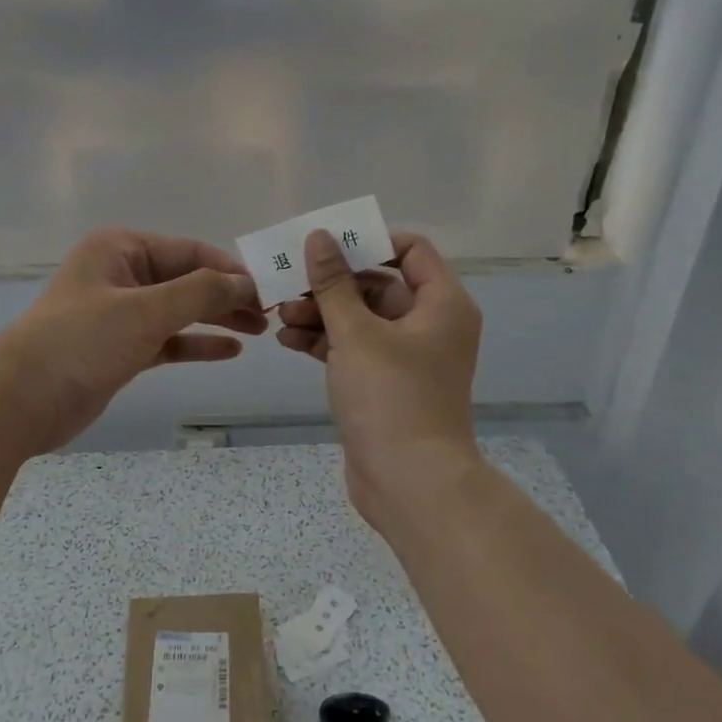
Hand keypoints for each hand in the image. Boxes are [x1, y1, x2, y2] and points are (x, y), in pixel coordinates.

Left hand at [0, 230, 265, 455]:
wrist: (21, 400)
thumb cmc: (83, 341)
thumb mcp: (146, 310)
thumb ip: (201, 292)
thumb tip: (247, 282)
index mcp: (121, 248)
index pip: (190, 251)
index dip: (231, 270)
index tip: (270, 289)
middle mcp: (120, 274)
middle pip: (187, 280)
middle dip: (227, 295)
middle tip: (270, 314)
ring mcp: (118, 314)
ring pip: (179, 311)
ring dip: (216, 319)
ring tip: (259, 331)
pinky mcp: (118, 349)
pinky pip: (166, 340)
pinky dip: (195, 344)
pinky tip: (229, 351)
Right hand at [276, 229, 482, 528]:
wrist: (410, 484)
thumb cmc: (391, 397)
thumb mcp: (356, 333)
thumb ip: (333, 283)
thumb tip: (318, 236)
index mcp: (441, 303)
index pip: (410, 249)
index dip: (369, 242)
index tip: (327, 248)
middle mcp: (430, 324)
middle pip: (378, 284)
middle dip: (331, 284)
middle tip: (289, 284)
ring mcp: (407, 357)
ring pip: (361, 319)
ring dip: (321, 314)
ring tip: (280, 316)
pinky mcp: (385, 384)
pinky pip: (354, 349)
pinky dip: (325, 342)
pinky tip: (288, 341)